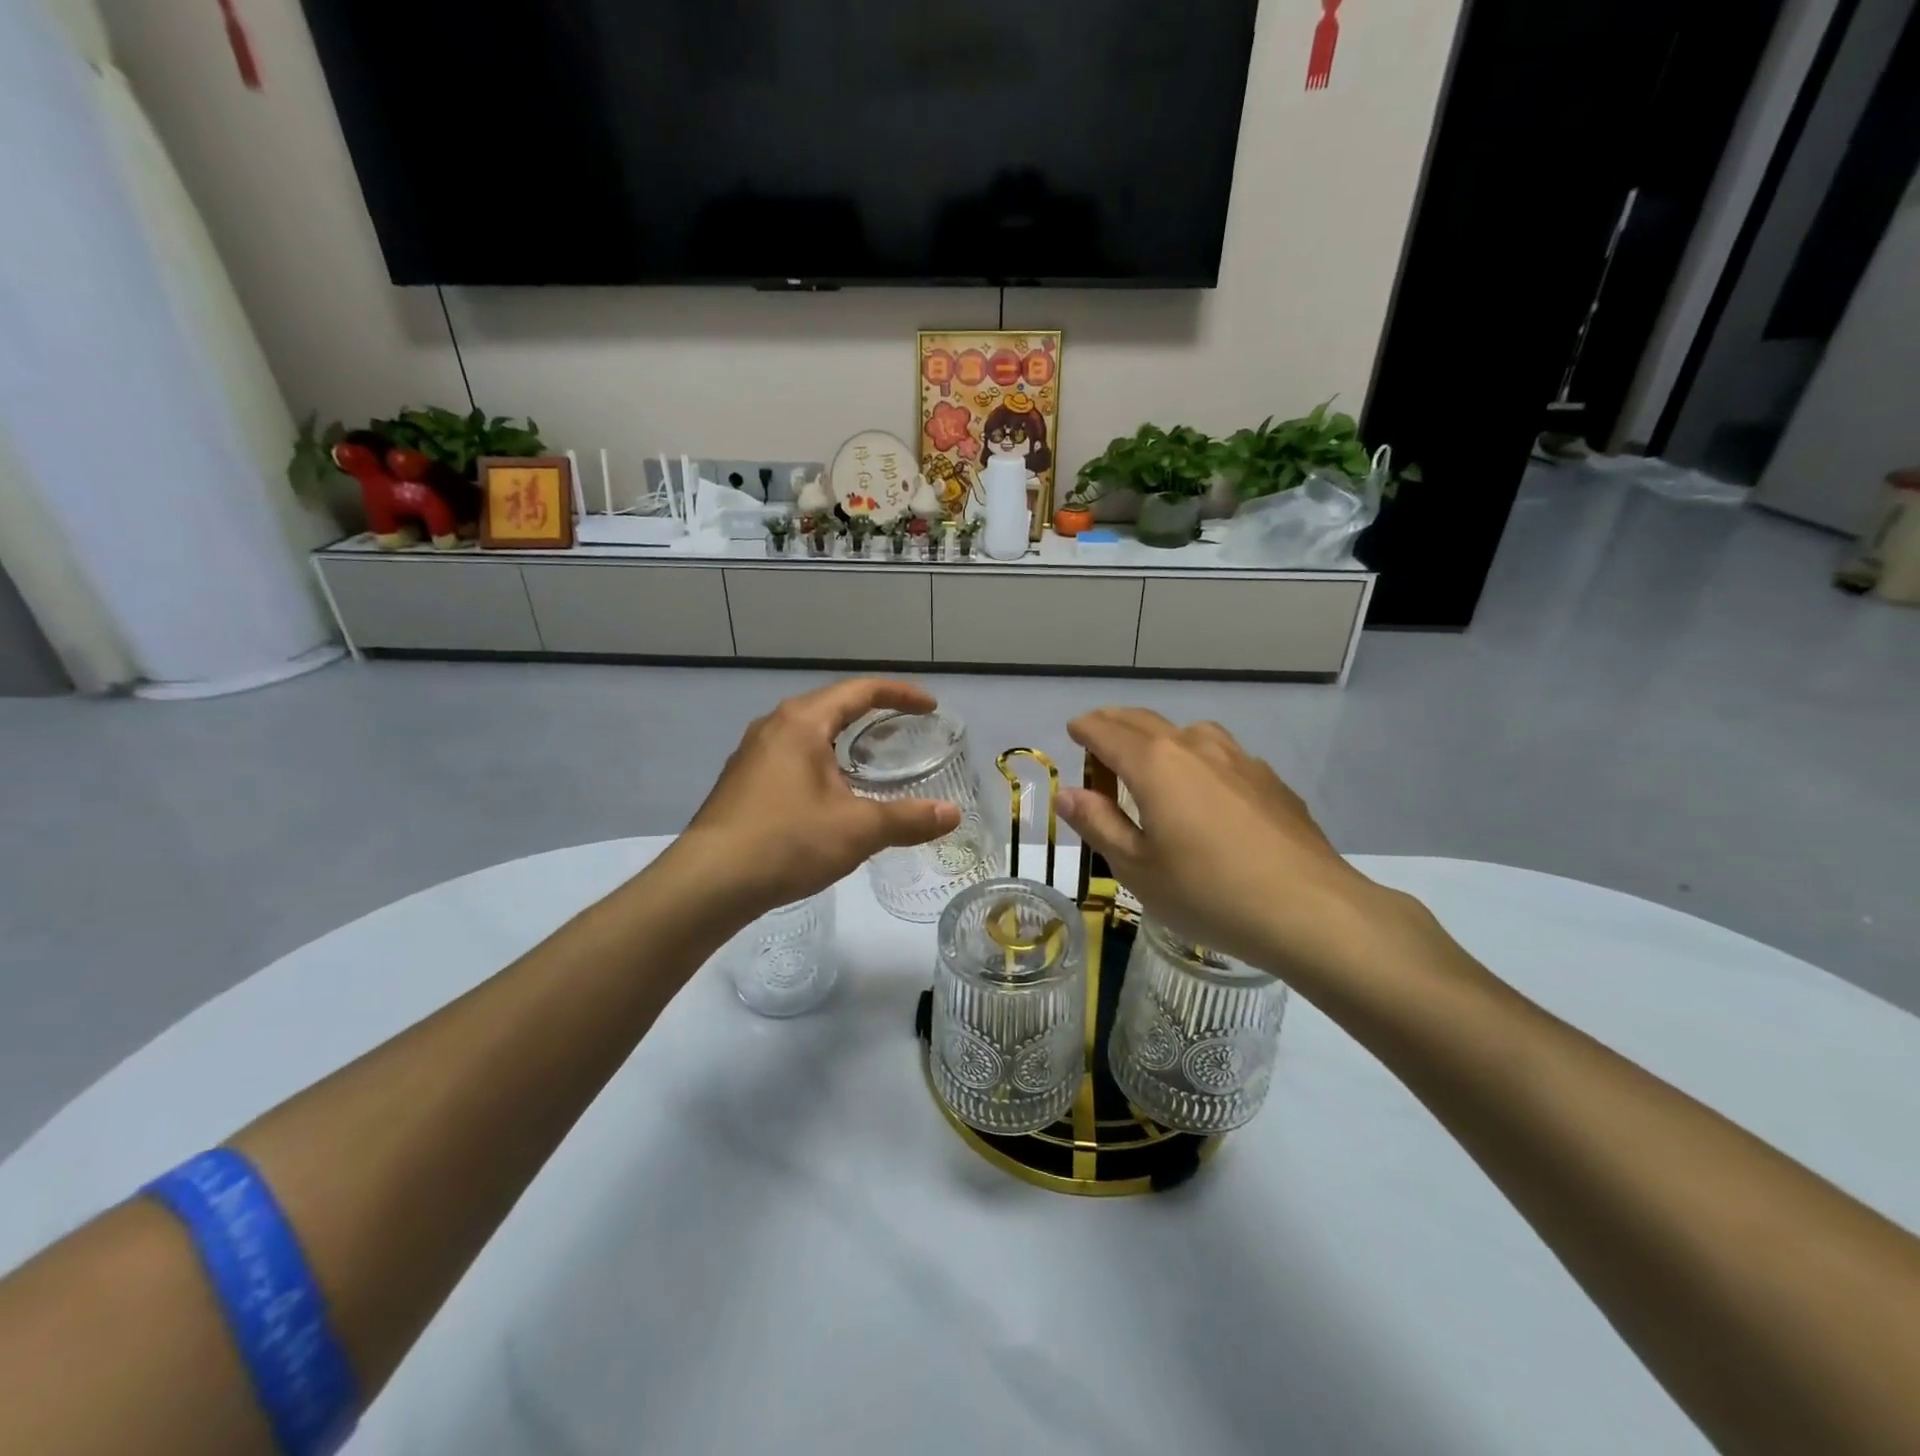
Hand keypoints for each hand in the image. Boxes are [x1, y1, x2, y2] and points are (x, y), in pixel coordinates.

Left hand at [677, 679, 959, 916]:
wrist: (709, 883)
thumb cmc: (787, 841)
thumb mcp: (858, 829)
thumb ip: (908, 819)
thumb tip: (951, 815)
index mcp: (802, 723)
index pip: (860, 691)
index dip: (900, 694)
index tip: (930, 707)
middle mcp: (774, 727)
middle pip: (832, 706)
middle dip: (872, 714)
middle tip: (906, 731)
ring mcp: (752, 754)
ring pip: (809, 733)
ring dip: (844, 739)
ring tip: (872, 759)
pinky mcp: (741, 783)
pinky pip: (791, 757)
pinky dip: (822, 761)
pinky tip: (831, 793)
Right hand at [1056, 709, 1402, 984]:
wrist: (1310, 910)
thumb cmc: (1208, 892)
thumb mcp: (1137, 868)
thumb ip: (1098, 824)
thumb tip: (1067, 792)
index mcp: (1155, 764)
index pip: (1107, 732)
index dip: (1085, 729)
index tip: (1073, 730)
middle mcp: (1196, 747)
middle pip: (1146, 721)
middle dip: (1116, 723)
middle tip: (1099, 734)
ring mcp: (1240, 760)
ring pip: (1190, 732)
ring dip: (1161, 736)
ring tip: (1153, 760)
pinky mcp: (1271, 781)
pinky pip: (1223, 755)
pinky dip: (1199, 758)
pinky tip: (1207, 791)